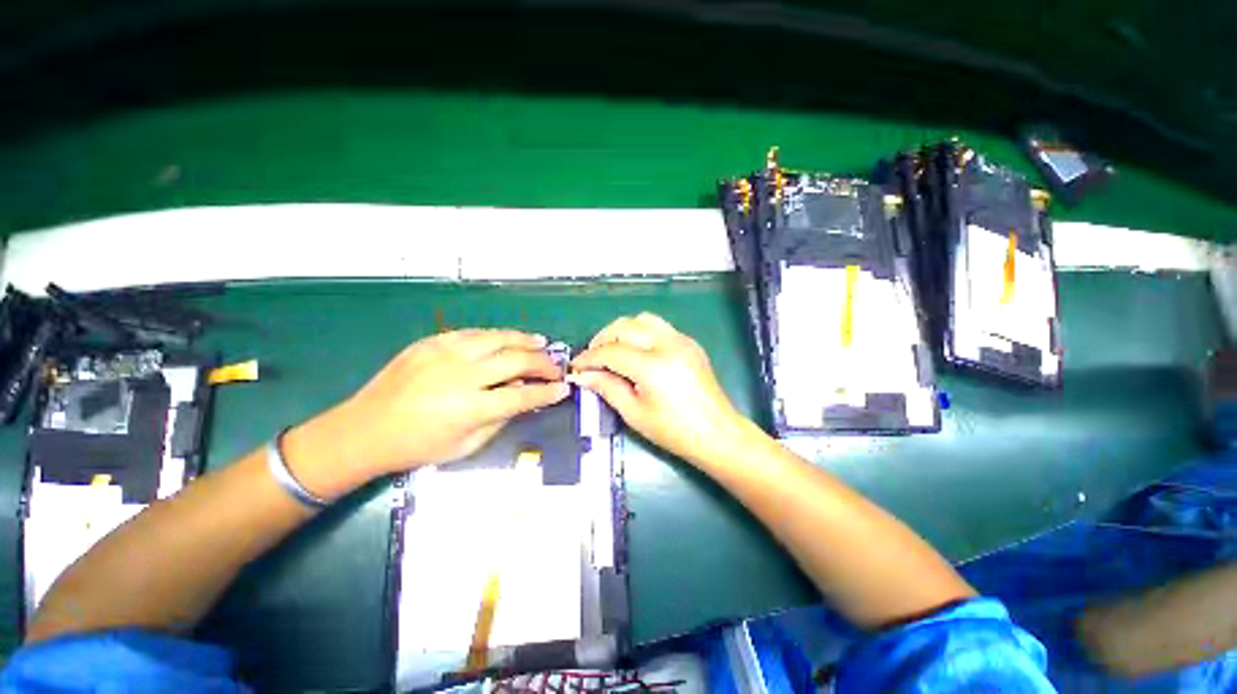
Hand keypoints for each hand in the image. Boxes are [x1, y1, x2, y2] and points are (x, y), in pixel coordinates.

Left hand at [286, 330, 569, 497]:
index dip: (548, 392)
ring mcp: (445, 354)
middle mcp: (462, 376)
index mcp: (470, 408)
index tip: (563, 389)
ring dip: (524, 340)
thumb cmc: (417, 446)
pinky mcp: (431, 342)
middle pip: (516, 360)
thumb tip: (525, 399)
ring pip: (498, 338)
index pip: (523, 395)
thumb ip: (501, 419)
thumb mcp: (466, 446)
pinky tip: (506, 339)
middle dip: (543, 363)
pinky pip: (473, 333)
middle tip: (555, 367)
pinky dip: (495, 336)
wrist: (364, 430)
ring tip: (540, 342)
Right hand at [570, 313, 755, 465]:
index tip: (576, 366)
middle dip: (602, 339)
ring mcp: (681, 340)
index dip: (589, 357)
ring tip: (613, 350)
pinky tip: (636, 351)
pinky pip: (659, 326)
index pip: (611, 351)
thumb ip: (606, 388)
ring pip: (642, 319)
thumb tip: (582, 375)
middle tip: (593, 358)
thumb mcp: (634, 413)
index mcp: (653, 366)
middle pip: (624, 326)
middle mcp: (667, 345)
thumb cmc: (673, 431)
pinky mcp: (689, 342)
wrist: (717, 433)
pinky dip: (641, 333)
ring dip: (622, 331)